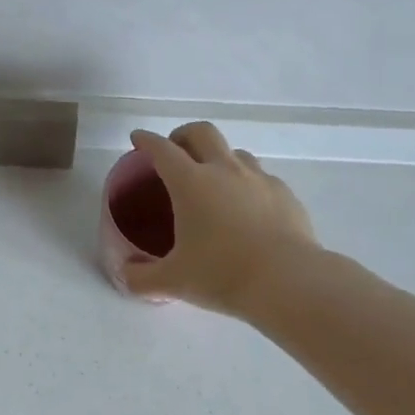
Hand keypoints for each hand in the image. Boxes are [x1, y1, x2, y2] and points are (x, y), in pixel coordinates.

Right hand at [123, 122, 319, 316]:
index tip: (138, 139)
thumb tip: (126, 274)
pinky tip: (247, 208)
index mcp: (191, 183)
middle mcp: (225, 171)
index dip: (147, 141)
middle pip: (202, 133)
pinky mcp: (285, 194)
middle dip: (184, 135)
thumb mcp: (173, 281)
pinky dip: (247, 183)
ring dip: (219, 158)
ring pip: (235, 152)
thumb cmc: (222, 274)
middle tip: (175, 150)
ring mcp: (259, 179)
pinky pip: (261, 178)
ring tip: (213, 181)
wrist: (288, 282)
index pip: (162, 150)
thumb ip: (141, 277)